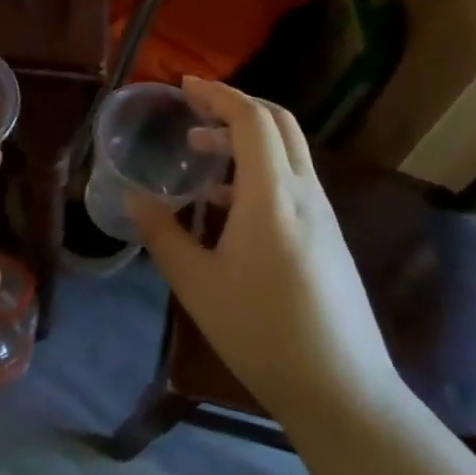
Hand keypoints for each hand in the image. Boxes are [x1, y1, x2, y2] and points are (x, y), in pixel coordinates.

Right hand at [127, 78, 400, 423]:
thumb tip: (134, 198)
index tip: (183, 85)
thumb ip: (162, 234)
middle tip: (193, 109)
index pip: (251, 120)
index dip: (217, 94)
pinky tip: (228, 203)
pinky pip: (294, 180)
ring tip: (201, 154)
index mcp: (272, 196)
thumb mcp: (197, 284)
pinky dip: (259, 169)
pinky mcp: (329, 237)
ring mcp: (323, 215)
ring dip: (247, 138)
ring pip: (289, 151)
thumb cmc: (261, 332)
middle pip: (279, 123)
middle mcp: (304, 194)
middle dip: (235, 105)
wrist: (341, 389)